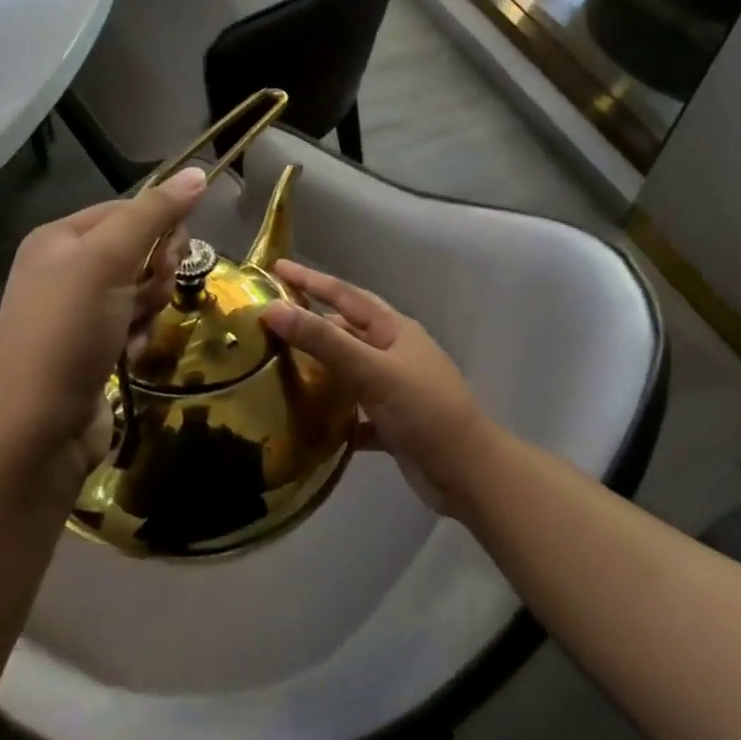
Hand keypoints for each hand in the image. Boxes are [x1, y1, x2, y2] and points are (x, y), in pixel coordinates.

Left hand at [0, 167, 208, 489]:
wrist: (36, 429)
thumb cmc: (68, 331)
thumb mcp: (108, 261)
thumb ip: (153, 214)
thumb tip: (198, 171)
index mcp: (59, 238)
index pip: (128, 210)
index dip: (159, 226)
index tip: (173, 252)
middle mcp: (66, 269)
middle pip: (139, 250)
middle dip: (155, 272)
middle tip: (146, 295)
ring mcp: (79, 312)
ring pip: (143, 289)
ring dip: (149, 307)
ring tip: (133, 330)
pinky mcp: (93, 348)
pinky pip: (135, 324)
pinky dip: (139, 337)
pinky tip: (128, 355)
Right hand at [258, 261, 505, 517]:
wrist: (468, 472)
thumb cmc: (423, 410)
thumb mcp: (372, 370)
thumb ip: (324, 341)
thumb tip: (272, 308)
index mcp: (394, 330)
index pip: (345, 295)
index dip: (311, 280)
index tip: (276, 267)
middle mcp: (394, 353)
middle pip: (346, 329)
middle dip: (313, 320)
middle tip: (272, 317)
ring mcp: (395, 389)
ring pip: (348, 370)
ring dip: (320, 367)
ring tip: (279, 365)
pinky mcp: (392, 424)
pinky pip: (354, 411)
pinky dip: (333, 413)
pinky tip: (307, 420)